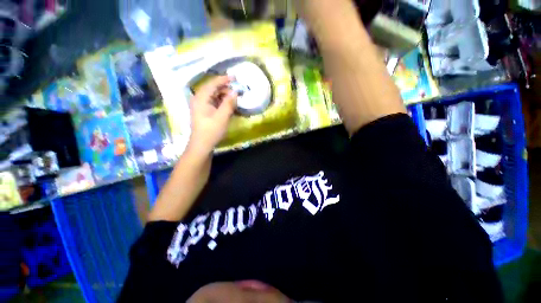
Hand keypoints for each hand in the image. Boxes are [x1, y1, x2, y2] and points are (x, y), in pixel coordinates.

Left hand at [187, 76, 237, 155]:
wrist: (202, 145)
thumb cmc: (211, 131)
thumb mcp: (222, 117)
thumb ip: (229, 103)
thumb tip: (235, 92)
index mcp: (201, 98)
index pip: (212, 83)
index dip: (224, 79)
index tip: (235, 77)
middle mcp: (199, 99)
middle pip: (212, 89)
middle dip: (225, 89)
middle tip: (237, 92)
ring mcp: (200, 105)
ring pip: (213, 96)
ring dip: (224, 96)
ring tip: (234, 100)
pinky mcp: (204, 111)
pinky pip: (213, 102)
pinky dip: (221, 102)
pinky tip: (228, 106)